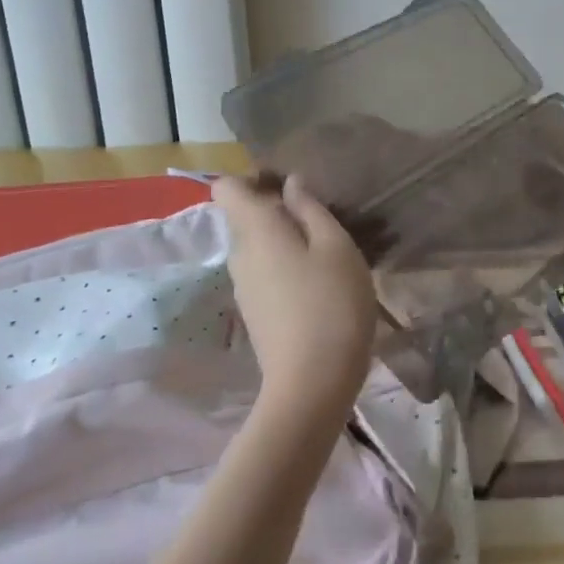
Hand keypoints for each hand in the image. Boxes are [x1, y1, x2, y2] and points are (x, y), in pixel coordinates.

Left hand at [213, 174, 378, 419]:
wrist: (312, 385)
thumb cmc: (331, 304)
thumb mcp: (336, 246)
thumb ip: (311, 209)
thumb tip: (290, 183)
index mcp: (255, 230)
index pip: (226, 188)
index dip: (253, 178)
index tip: (289, 184)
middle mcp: (240, 254)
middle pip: (245, 216)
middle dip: (277, 207)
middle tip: (324, 214)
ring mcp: (244, 287)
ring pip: (258, 245)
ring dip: (287, 238)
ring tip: (329, 246)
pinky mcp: (255, 312)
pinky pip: (265, 271)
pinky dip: (287, 264)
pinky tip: (321, 279)